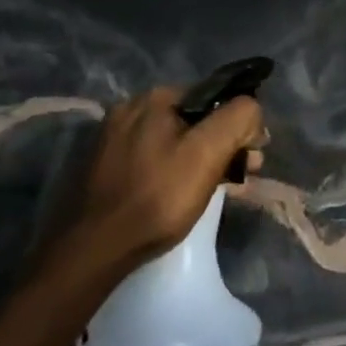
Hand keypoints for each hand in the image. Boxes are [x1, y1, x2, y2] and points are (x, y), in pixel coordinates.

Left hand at [64, 87, 265, 275]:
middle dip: (221, 144)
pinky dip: (170, 170)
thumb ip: (237, 119)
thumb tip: (251, 109)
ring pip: (171, 140)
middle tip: (239, 178)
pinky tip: (177, 194)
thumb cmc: (157, 197)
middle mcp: (129, 108)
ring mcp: (112, 137)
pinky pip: (150, 158)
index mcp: (155, 98)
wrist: (94, 247)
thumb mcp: (207, 154)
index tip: (252, 158)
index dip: (239, 126)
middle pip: (192, 120)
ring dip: (197, 159)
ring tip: (213, 189)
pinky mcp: (103, 165)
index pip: (214, 98)